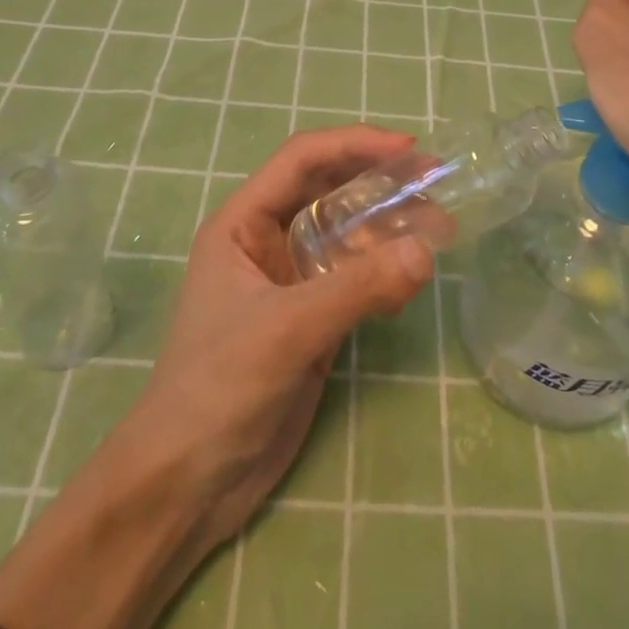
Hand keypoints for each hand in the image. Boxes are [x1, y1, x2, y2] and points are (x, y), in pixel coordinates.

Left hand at [133, 124, 434, 548]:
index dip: (354, 144)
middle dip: (380, 182)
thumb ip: (357, 288)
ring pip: (348, 233)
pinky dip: (385, 270)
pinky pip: (356, 276)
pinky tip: (412, 280)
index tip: (408, 149)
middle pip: (330, 190)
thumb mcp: (286, 329)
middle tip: (436, 182)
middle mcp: (267, 240)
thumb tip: (427, 250)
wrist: (187, 484)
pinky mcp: (311, 317)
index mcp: (243, 223)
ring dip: (390, 226)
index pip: (302, 160)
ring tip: (441, 229)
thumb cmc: (218, 388)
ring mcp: (291, 280)